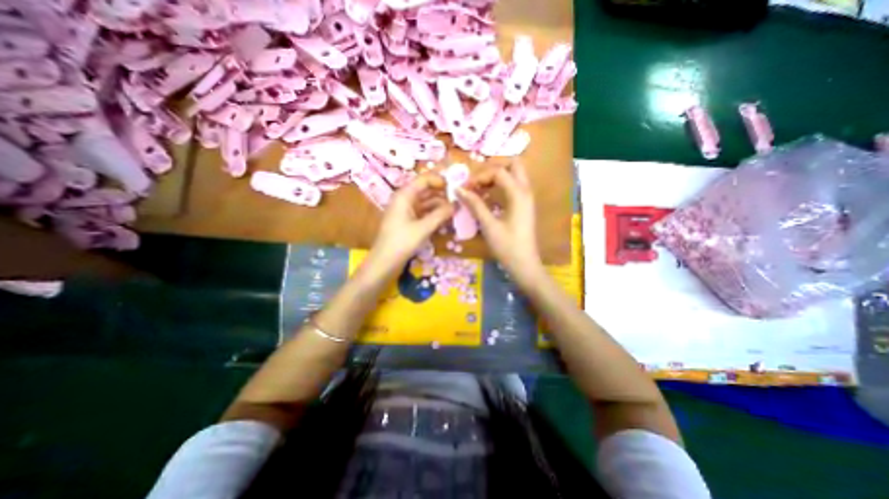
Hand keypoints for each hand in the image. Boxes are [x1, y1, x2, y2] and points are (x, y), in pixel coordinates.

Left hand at [364, 173, 453, 275]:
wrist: (384, 262)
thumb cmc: (402, 242)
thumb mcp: (423, 228)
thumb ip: (441, 214)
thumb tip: (457, 204)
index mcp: (405, 195)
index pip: (424, 179)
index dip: (440, 180)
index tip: (456, 187)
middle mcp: (405, 199)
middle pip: (426, 190)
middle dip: (443, 193)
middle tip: (460, 199)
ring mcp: (406, 210)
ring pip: (426, 202)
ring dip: (440, 205)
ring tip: (456, 209)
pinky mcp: (409, 220)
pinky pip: (424, 212)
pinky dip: (434, 214)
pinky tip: (446, 218)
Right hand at [454, 162, 545, 281]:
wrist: (524, 264)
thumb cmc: (507, 246)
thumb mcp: (489, 225)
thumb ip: (475, 205)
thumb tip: (458, 189)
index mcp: (518, 194)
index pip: (498, 172)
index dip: (479, 176)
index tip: (465, 188)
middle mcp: (526, 191)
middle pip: (513, 165)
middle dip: (493, 168)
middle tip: (477, 180)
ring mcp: (527, 198)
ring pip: (514, 174)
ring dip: (496, 176)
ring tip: (479, 187)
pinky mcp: (524, 205)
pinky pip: (513, 186)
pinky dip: (500, 185)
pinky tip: (487, 196)